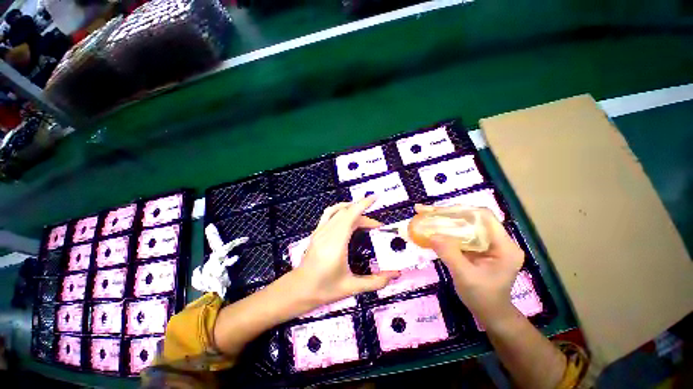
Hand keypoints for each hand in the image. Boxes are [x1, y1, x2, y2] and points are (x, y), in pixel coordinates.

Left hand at [294, 196, 399, 305]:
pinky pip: (329, 214)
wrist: (299, 289)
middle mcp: (327, 233)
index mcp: (336, 244)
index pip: (350, 216)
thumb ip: (375, 281)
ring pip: (337, 211)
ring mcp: (320, 231)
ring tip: (364, 216)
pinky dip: (341, 210)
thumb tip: (395, 275)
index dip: (363, 204)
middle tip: (376, 226)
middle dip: (364, 214)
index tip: (375, 198)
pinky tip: (347, 216)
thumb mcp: (351, 288)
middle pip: (347, 213)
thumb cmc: (325, 289)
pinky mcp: (316, 232)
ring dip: (352, 209)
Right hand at [415, 204, 523, 324]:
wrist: (490, 313)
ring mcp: (487, 243)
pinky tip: (432, 227)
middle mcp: (497, 240)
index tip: (439, 211)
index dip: (462, 210)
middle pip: (472, 218)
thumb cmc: (482, 298)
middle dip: (448, 213)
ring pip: (464, 224)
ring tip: (425, 215)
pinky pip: (460, 233)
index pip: (485, 217)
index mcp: (504, 246)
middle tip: (426, 211)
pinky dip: (445, 229)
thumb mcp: (465, 277)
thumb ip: (450, 254)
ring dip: (444, 219)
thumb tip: (431, 235)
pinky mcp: (477, 247)